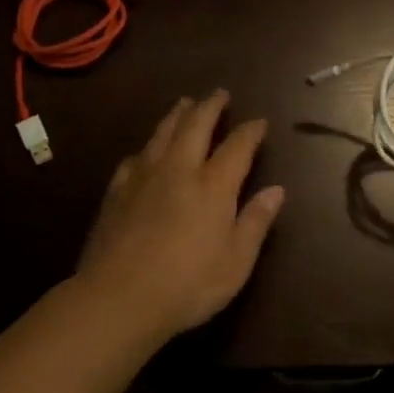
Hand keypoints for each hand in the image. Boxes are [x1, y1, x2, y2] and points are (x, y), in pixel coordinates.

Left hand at [75, 91, 284, 340]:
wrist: (117, 299)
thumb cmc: (187, 284)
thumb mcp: (236, 262)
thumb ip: (256, 221)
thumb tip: (277, 190)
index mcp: (213, 185)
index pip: (237, 146)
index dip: (250, 131)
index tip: (259, 121)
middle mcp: (179, 169)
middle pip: (195, 125)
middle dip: (210, 106)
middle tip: (219, 93)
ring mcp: (144, 177)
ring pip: (163, 133)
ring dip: (177, 114)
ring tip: (185, 103)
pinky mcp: (116, 191)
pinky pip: (135, 157)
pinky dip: (147, 147)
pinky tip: (146, 150)